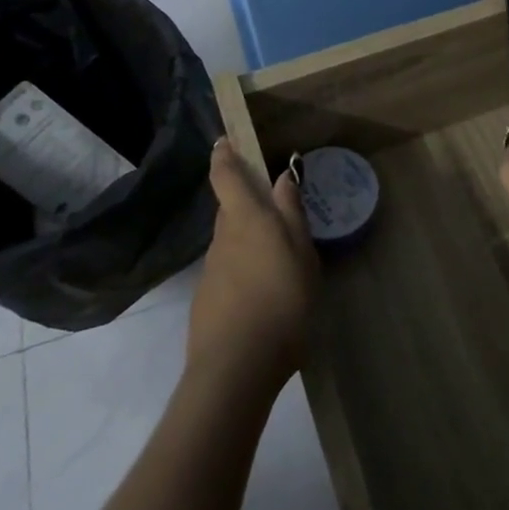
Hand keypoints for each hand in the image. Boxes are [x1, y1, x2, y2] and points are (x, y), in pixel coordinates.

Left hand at [188, 139, 320, 397]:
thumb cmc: (281, 302)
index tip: (223, 141)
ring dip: (248, 241)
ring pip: (230, 242)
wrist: (236, 368)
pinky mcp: (206, 300)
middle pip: (229, 209)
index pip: (226, 176)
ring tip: (277, 259)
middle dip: (245, 202)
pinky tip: (263, 294)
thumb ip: (292, 215)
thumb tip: (282, 177)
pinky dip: (243, 271)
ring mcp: (211, 271)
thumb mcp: (302, 255)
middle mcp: (222, 238)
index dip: (223, 156)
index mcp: (246, 220)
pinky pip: (228, 271)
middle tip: (273, 209)